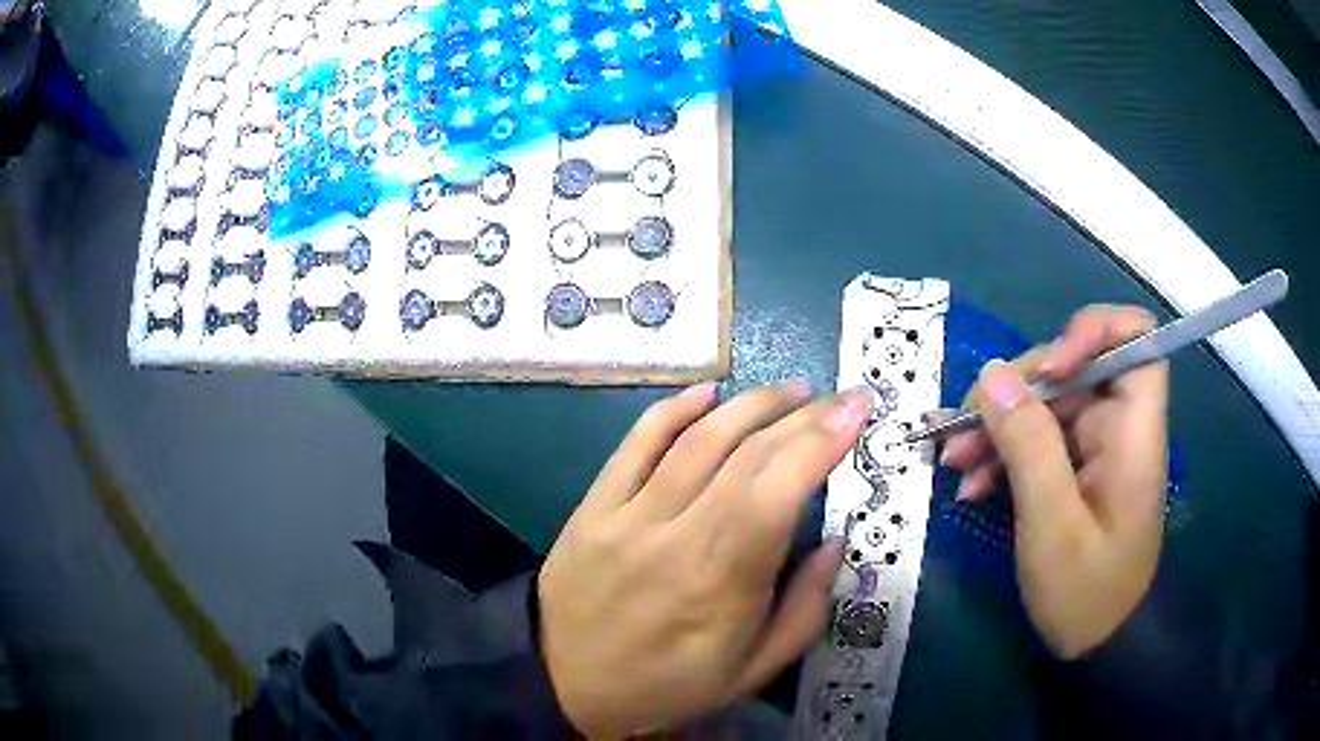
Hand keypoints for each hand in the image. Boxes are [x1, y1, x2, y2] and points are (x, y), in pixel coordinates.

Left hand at [538, 382, 872, 736]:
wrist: (566, 686)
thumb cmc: (669, 685)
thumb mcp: (752, 670)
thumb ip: (805, 607)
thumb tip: (835, 541)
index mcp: (720, 582)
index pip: (778, 490)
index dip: (821, 441)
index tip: (856, 409)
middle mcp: (673, 537)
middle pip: (745, 455)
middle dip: (801, 416)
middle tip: (837, 398)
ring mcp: (625, 516)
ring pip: (694, 439)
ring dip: (749, 403)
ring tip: (790, 390)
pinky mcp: (591, 507)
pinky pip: (634, 444)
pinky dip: (674, 410)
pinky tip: (708, 393)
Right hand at [941, 305, 1167, 658]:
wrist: (1099, 642)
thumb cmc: (1087, 591)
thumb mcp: (1053, 525)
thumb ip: (1029, 447)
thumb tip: (991, 377)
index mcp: (1132, 429)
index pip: (1133, 337)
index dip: (1091, 331)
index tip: (1048, 367)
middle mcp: (1118, 425)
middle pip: (1072, 368)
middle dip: (1016, 391)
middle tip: (963, 429)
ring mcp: (1095, 447)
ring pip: (1047, 404)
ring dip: (999, 425)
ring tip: (954, 461)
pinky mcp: (1076, 468)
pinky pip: (1039, 439)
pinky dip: (1004, 454)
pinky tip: (972, 484)